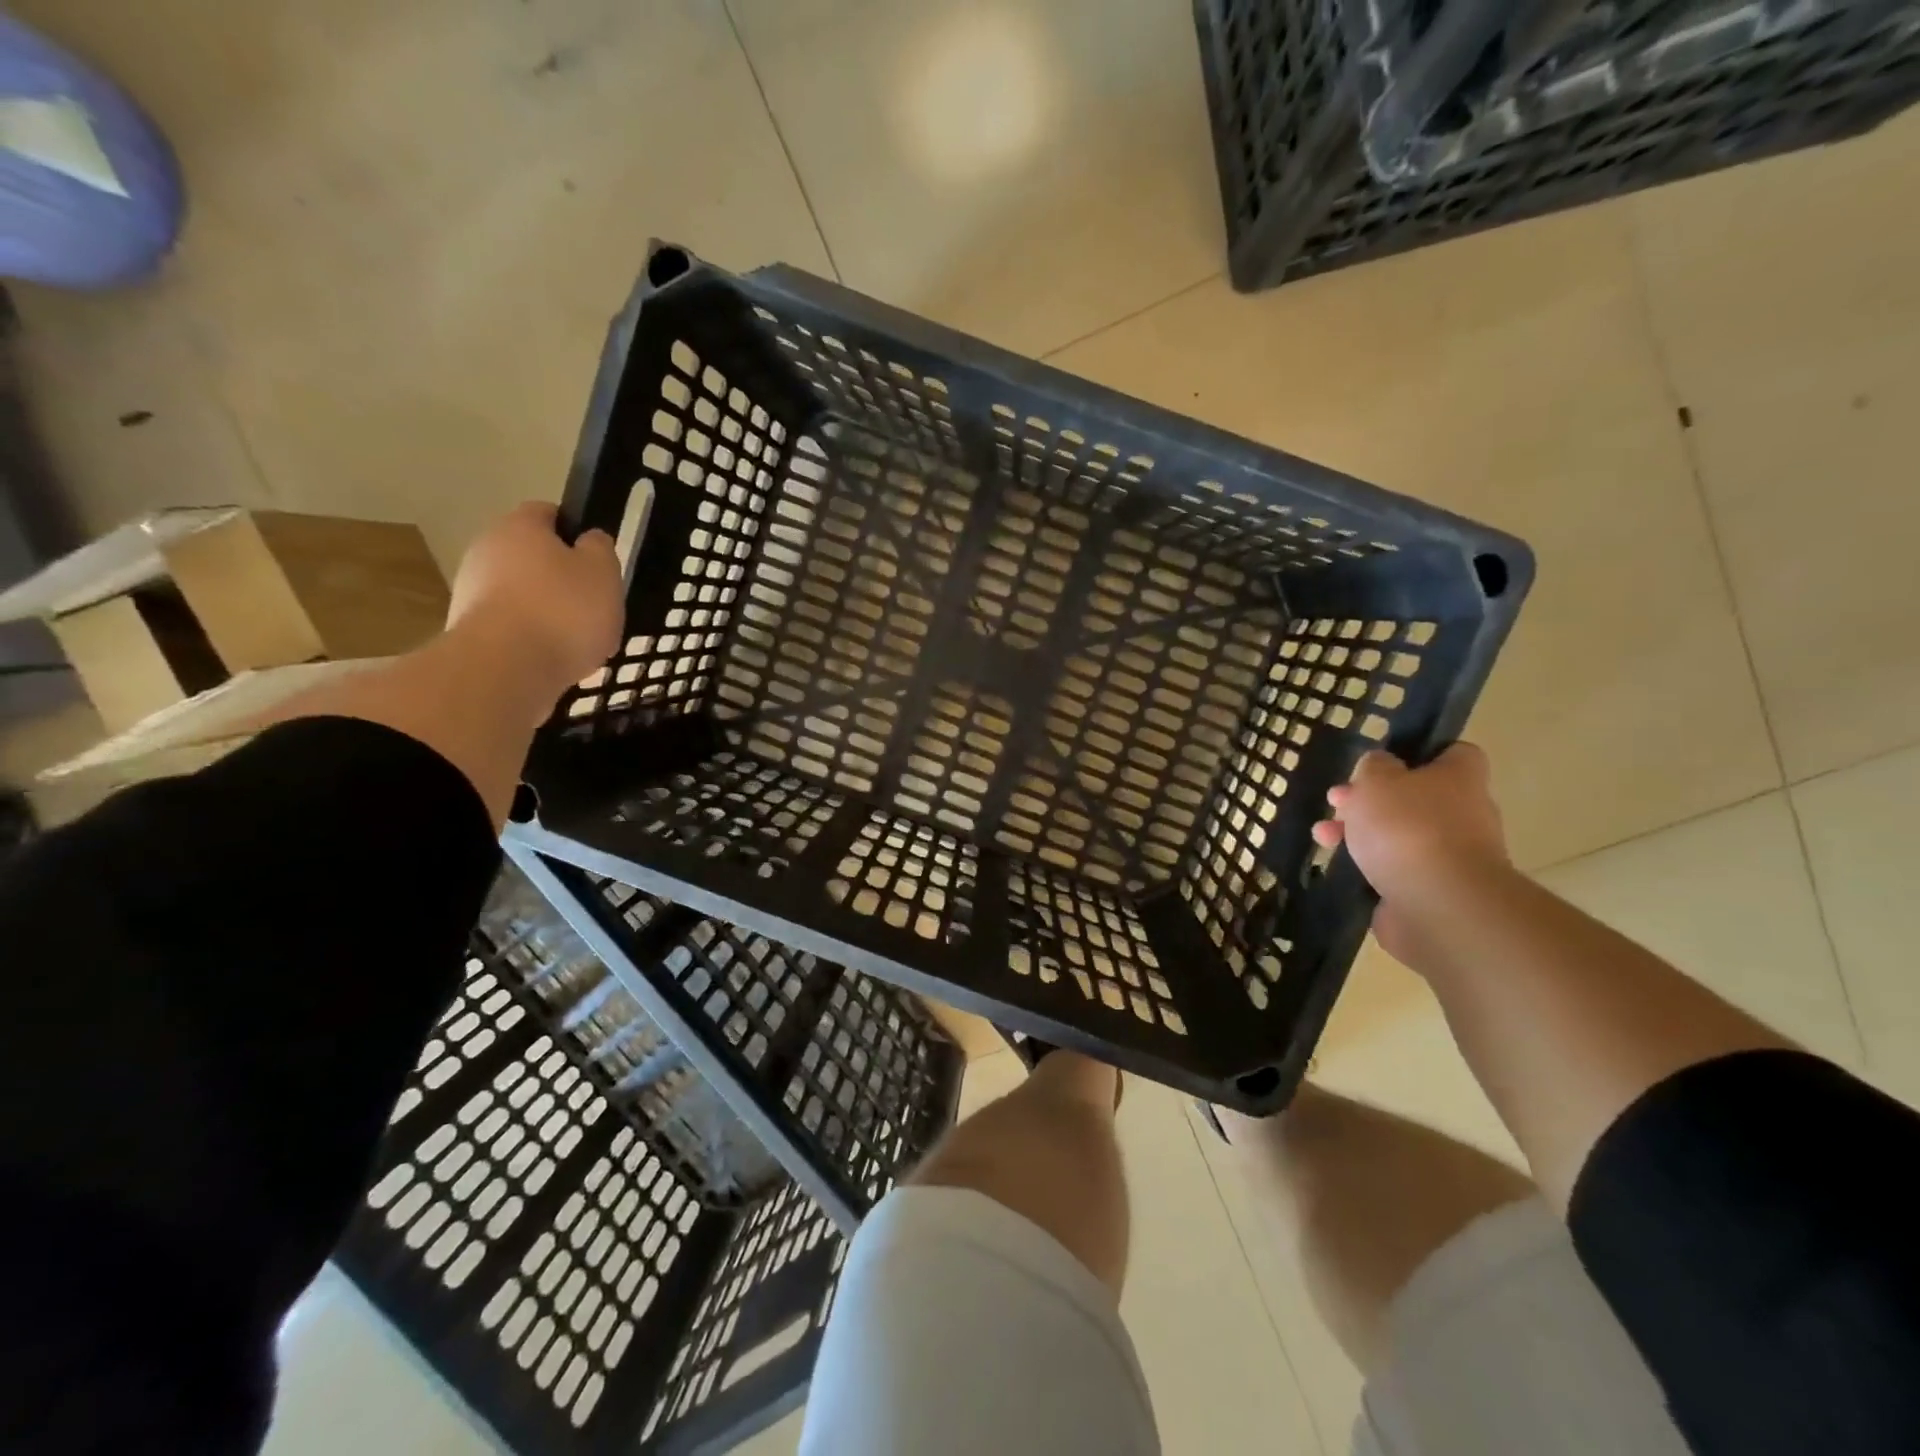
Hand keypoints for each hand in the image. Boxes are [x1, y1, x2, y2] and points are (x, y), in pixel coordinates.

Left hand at [445, 502, 623, 714]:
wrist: (505, 669)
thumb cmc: (563, 611)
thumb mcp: (603, 572)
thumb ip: (599, 549)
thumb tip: (589, 540)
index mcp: (519, 527)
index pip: (547, 513)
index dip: (575, 532)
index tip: (597, 560)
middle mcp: (486, 551)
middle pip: (532, 558)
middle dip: (562, 580)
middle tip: (594, 605)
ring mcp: (472, 593)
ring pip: (522, 596)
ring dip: (549, 614)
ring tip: (579, 643)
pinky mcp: (469, 632)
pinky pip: (513, 629)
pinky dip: (534, 641)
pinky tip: (556, 661)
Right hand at [1313, 744, 1508, 961]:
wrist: (1437, 905)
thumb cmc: (1407, 828)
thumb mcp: (1377, 779)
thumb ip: (1374, 766)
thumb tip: (1380, 766)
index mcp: (1460, 779)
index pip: (1454, 753)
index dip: (1420, 753)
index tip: (1384, 760)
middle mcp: (1464, 815)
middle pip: (1414, 797)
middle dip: (1370, 799)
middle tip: (1336, 802)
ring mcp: (1450, 856)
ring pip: (1399, 834)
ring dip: (1359, 832)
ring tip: (1323, 837)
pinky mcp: (1431, 890)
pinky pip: (1395, 868)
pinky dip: (1368, 866)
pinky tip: (1339, 866)